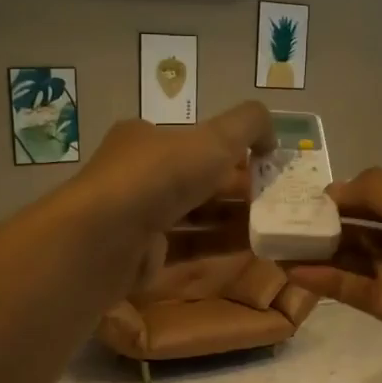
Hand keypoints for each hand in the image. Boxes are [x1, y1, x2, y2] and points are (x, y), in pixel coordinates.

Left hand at [69, 102, 273, 287]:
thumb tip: (271, 135)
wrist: (106, 238)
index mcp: (145, 140)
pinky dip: (217, 247)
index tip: (265, 165)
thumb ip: (249, 125)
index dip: (231, 151)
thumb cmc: (160, 177)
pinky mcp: (140, 257)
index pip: (193, 141)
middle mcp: (137, 177)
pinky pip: (187, 249)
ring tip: (270, 226)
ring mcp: (136, 220)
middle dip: (235, 189)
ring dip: (231, 220)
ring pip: (192, 217)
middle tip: (274, 199)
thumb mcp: (215, 137)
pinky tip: (249, 250)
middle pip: (195, 181)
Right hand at [287, 168, 381, 382]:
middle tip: (289, 222)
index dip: (354, 197)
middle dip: (334, 225)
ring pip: (365, 263)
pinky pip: (363, 293)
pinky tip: (298, 272)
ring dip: (326, 253)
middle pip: (375, 231)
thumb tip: (337, 186)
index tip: (313, 198)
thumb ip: (379, 193)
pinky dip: (333, 282)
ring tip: (282, 245)